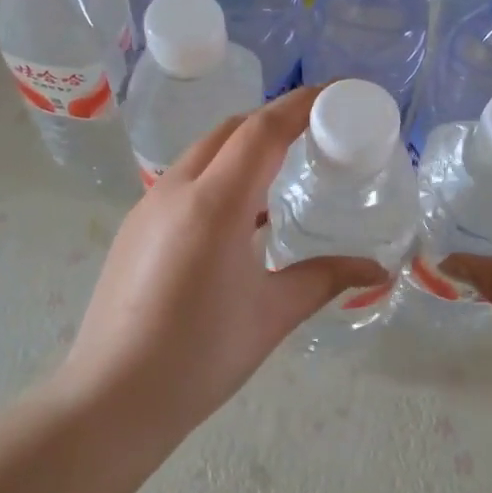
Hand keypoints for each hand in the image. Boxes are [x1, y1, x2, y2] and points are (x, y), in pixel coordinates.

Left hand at [56, 86, 385, 442]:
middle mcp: (176, 189)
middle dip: (275, 121)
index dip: (301, 104)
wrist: (113, 398)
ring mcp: (148, 206)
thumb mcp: (271, 315)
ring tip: (283, 172)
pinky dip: (220, 175)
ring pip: (204, 153)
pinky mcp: (135, 227)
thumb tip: (378, 270)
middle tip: (317, 134)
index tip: (337, 94)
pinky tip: (240, 215)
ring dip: (244, 148)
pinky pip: (185, 180)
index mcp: (214, 204)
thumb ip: (325, 279)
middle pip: (231, 131)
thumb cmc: (199, 357)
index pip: (262, 130)